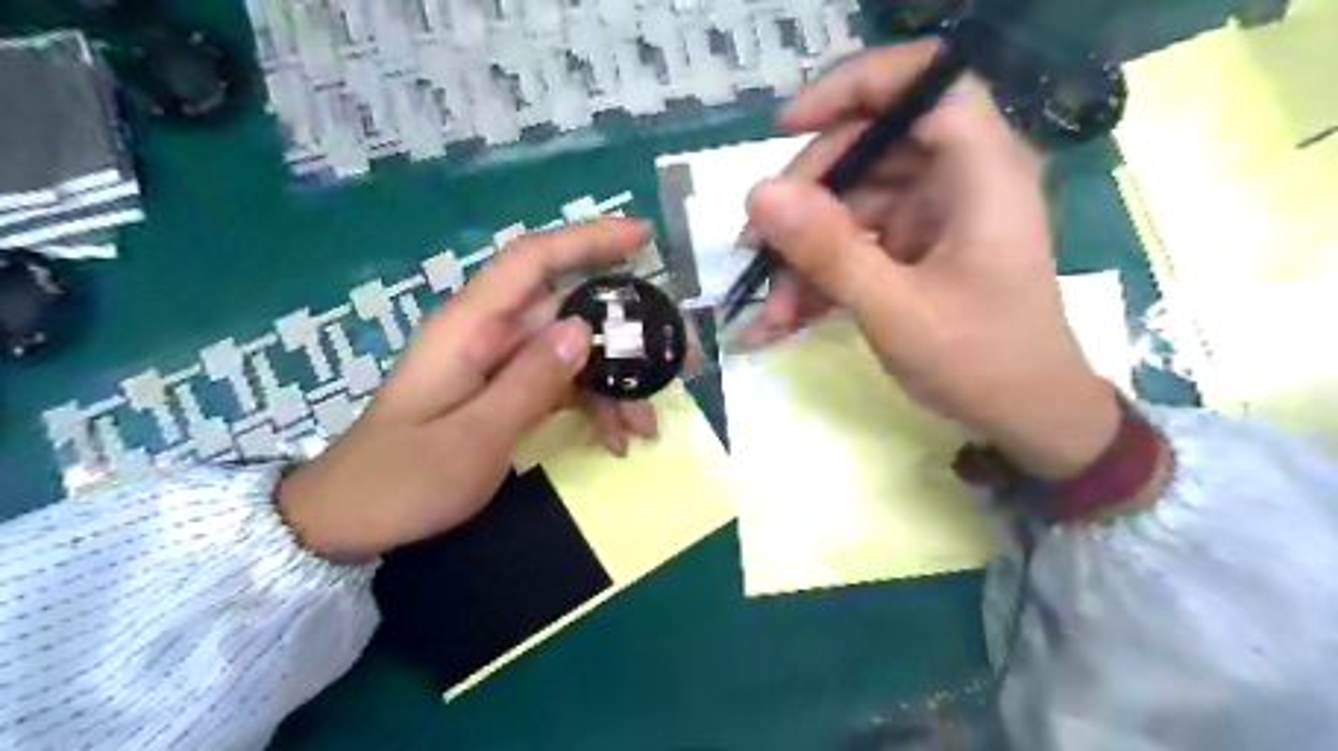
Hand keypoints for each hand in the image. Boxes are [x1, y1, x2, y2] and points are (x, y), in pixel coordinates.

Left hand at [279, 216, 656, 556]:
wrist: (351, 521)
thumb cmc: (404, 480)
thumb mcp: (474, 437)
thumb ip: (529, 381)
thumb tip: (581, 328)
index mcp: (470, 327)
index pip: (533, 260)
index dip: (587, 240)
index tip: (642, 237)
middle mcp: (488, 335)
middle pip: (567, 312)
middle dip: (625, 335)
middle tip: (680, 361)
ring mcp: (498, 365)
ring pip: (571, 354)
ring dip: (613, 385)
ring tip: (646, 426)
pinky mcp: (504, 392)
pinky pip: (559, 384)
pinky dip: (591, 405)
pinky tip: (616, 437)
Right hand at [748, 38, 1120, 476]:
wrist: (1024, 416)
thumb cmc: (981, 361)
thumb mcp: (896, 309)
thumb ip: (828, 251)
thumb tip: (758, 195)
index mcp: (980, 170)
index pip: (923, 82)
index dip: (852, 87)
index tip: (787, 129)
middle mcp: (958, 178)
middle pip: (867, 148)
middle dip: (804, 201)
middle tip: (756, 250)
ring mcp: (933, 214)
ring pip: (849, 203)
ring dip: (802, 254)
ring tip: (770, 310)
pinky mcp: (914, 248)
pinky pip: (854, 242)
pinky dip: (818, 276)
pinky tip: (784, 318)